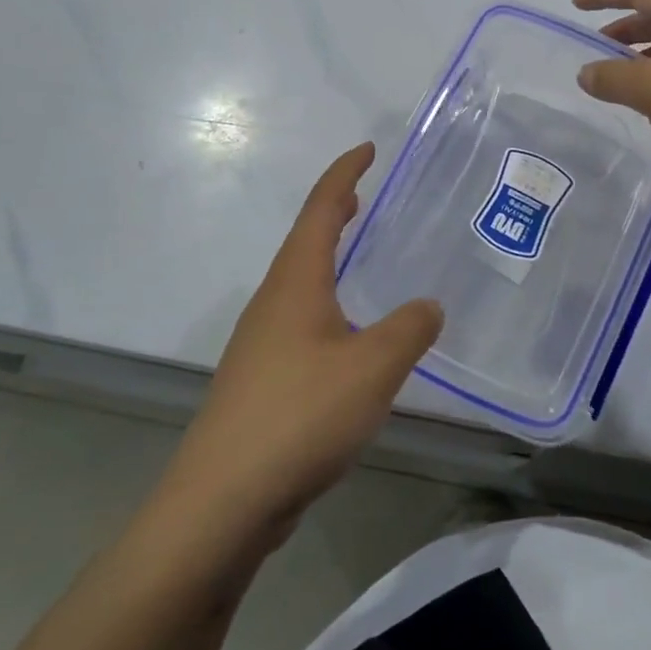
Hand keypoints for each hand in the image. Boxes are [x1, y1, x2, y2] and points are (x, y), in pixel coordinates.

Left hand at [154, 143, 442, 556]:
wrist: (222, 501)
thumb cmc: (300, 416)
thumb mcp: (372, 367)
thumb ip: (408, 330)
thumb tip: (427, 305)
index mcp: (295, 283)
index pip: (321, 209)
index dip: (344, 174)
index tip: (367, 149)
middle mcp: (273, 302)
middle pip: (305, 241)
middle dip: (334, 212)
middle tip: (365, 196)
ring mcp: (262, 343)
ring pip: (301, 284)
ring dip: (328, 260)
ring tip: (360, 260)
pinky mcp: (262, 381)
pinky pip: (301, 323)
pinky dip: (328, 306)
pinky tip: (349, 339)